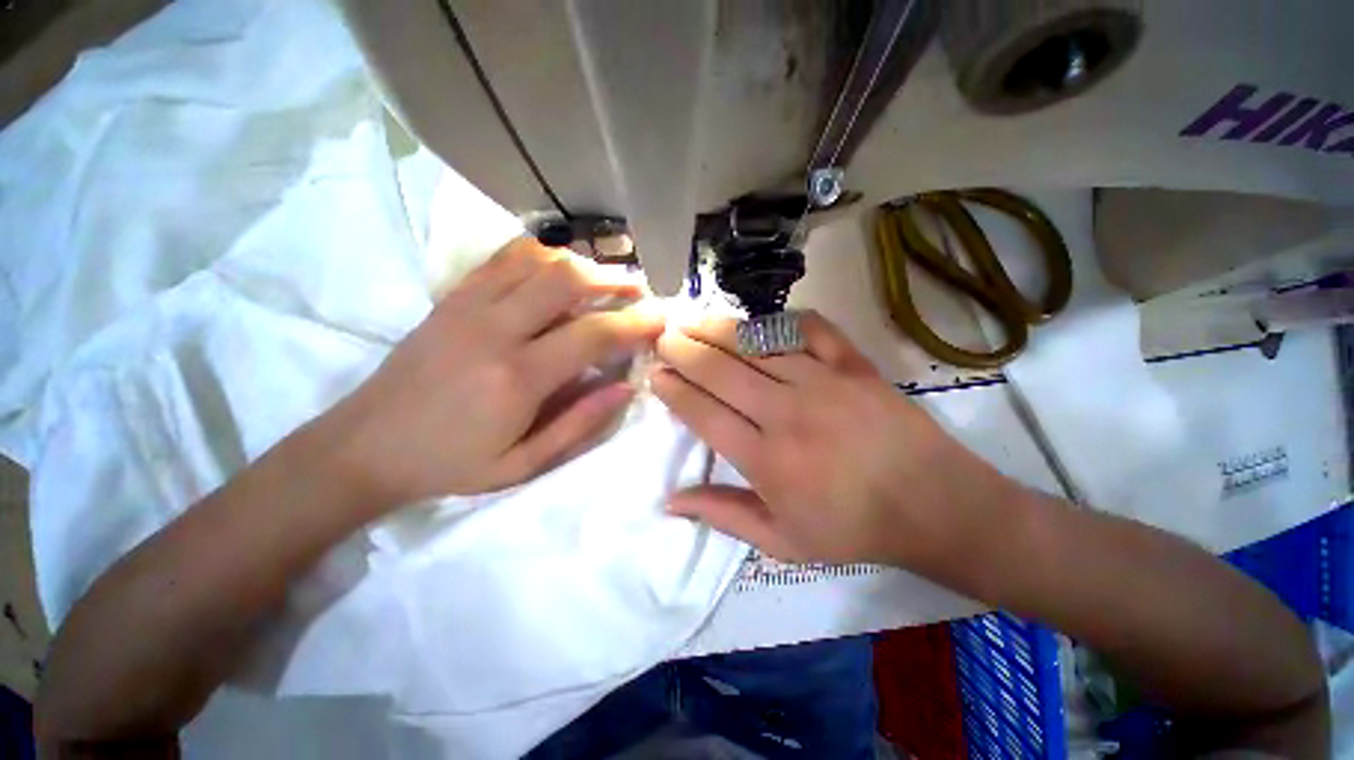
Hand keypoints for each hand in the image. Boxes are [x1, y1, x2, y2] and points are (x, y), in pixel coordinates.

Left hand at [327, 238, 663, 507]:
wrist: (366, 446)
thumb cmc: (450, 463)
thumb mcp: (523, 464)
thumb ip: (580, 424)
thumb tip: (626, 388)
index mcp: (518, 378)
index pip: (594, 334)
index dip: (635, 324)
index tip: (660, 320)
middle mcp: (495, 330)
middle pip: (567, 280)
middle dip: (614, 281)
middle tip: (638, 293)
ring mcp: (469, 305)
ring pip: (538, 259)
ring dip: (582, 263)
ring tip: (606, 280)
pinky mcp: (452, 297)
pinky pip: (504, 257)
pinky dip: (542, 254)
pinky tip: (559, 268)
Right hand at [651, 312, 1009, 569]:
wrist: (935, 505)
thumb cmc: (854, 529)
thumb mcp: (783, 541)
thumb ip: (724, 516)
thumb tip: (670, 503)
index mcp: (767, 460)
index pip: (704, 414)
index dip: (675, 391)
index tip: (656, 375)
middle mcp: (787, 413)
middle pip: (722, 371)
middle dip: (684, 351)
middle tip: (662, 337)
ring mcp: (823, 382)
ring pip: (757, 345)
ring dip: (718, 330)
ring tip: (692, 320)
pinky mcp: (854, 366)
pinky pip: (812, 330)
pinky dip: (782, 321)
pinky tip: (761, 320)